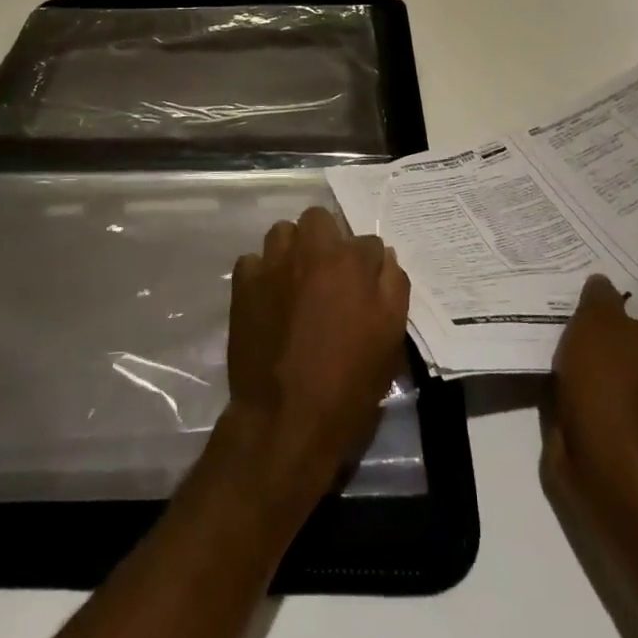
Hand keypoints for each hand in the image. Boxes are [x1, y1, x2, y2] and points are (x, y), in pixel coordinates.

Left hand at [226, 207, 409, 500]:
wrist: (286, 418)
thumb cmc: (348, 382)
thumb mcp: (390, 337)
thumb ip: (393, 287)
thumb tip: (385, 258)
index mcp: (351, 261)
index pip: (369, 242)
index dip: (370, 265)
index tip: (366, 287)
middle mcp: (310, 250)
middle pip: (320, 219)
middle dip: (327, 238)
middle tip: (329, 274)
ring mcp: (273, 264)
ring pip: (283, 232)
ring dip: (293, 248)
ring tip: (297, 279)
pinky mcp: (243, 284)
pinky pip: (253, 260)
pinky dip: (262, 272)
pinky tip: (269, 296)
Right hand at [545, 274, 637, 500]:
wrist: (604, 458)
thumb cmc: (608, 377)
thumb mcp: (596, 318)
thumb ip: (600, 294)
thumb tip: (604, 284)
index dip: (630, 293)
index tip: (603, 286)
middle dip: (612, 326)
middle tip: (579, 307)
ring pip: (624, 366)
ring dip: (599, 357)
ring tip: (565, 337)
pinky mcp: (635, 430)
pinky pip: (611, 393)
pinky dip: (592, 384)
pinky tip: (566, 371)